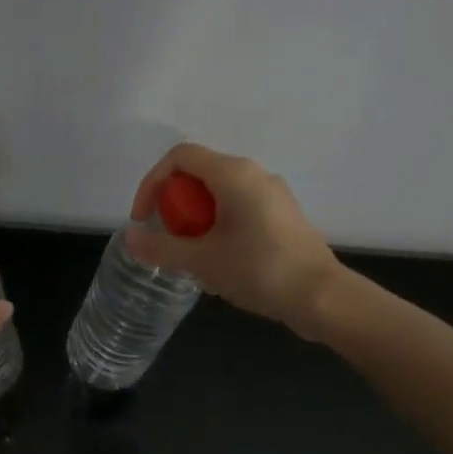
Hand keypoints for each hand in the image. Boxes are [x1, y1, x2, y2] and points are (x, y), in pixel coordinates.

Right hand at [123, 143, 341, 337]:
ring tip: (195, 257)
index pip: (179, 156)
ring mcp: (273, 193)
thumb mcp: (202, 261)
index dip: (152, 182)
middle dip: (175, 205)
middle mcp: (254, 174)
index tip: (144, 219)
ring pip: (219, 193)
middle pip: (199, 174)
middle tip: (171, 241)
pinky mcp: (284, 215)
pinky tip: (223, 262)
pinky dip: (220, 225)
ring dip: (197, 219)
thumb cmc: (259, 270)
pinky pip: (239, 208)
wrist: (322, 297)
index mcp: (233, 173)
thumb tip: (129, 238)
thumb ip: (161, 248)